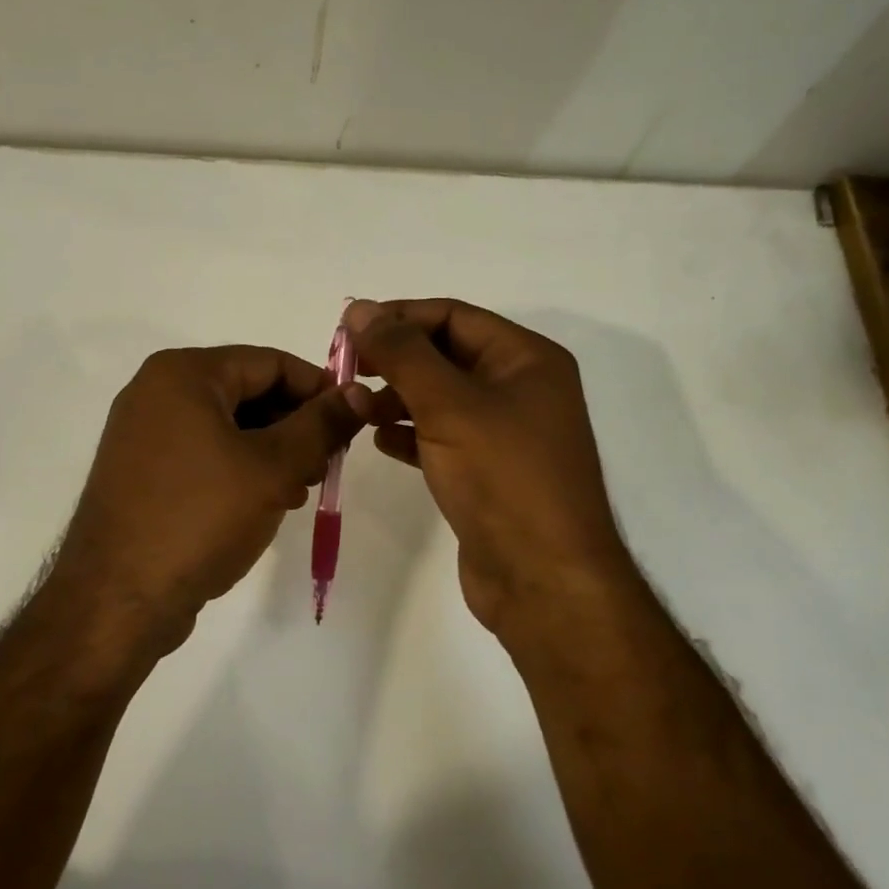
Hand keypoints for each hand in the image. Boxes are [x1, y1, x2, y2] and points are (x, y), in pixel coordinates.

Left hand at [45, 345, 366, 657]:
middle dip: (295, 425)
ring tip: (300, 490)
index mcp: (183, 373)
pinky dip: (240, 469)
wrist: (117, 600)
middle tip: (328, 464)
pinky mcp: (142, 472)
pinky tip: (266, 503)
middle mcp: (156, 392)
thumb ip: (321, 425)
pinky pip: (204, 453)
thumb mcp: (273, 468)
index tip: (353, 422)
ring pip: (228, 426)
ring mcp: (144, 433)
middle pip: (248, 391)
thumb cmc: (199, 518)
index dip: (319, 389)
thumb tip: (359, 393)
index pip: (271, 363)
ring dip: (272, 451)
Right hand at [346, 298, 632, 634]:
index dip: (399, 317)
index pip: (454, 316)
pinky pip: (443, 437)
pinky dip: (411, 434)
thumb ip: (401, 354)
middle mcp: (521, 389)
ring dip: (397, 397)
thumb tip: (359, 308)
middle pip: (446, 355)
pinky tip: (380, 441)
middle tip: (345, 369)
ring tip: (356, 408)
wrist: (544, 580)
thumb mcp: (449, 405)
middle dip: (395, 360)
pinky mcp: (488, 472)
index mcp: (527, 359)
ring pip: (441, 398)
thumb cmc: (503, 478)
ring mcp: (506, 434)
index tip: (347, 330)